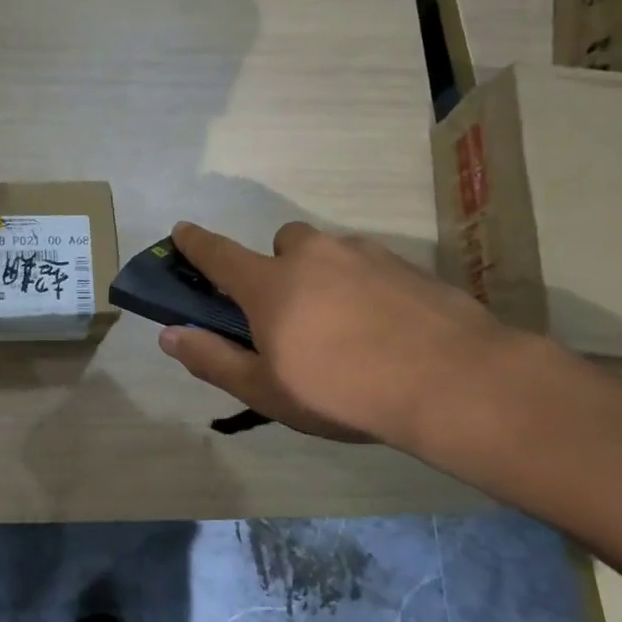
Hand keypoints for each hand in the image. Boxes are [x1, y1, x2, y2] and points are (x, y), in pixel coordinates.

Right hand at [157, 220, 513, 449]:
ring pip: (331, 253)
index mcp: (270, 284)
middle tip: (293, 313)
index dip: (194, 242)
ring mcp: (365, 255)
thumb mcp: (266, 390)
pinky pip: (372, 267)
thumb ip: (212, 359)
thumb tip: (168, 334)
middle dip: (278, 266)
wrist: (453, 381)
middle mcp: (313, 256)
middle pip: (283, 243)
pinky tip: (386, 329)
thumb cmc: (342, 390)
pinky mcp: (408, 266)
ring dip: (325, 275)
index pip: (218, 254)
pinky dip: (366, 287)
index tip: (181, 231)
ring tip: (345, 327)